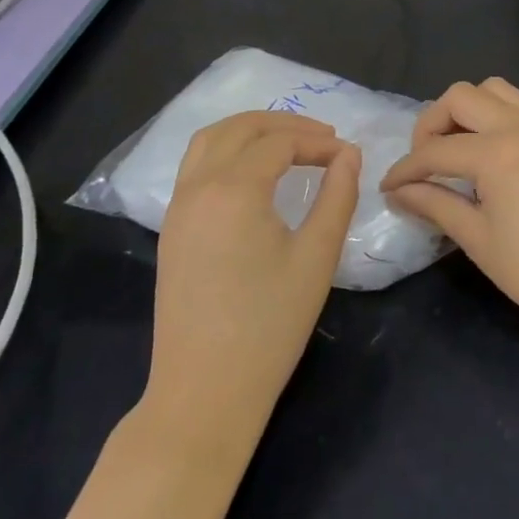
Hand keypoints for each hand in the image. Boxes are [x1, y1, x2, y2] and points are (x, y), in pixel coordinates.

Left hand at [142, 112, 360, 447]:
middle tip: (323, 137)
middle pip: (240, 128)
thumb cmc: (269, 326)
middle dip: (284, 124)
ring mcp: (177, 208)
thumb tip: (348, 153)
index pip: (280, 142)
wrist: (204, 394)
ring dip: (250, 130)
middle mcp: (198, 187)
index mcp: (234, 189)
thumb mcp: (317, 256)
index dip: (318, 142)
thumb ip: (337, 195)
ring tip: (287, 141)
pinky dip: (226, 150)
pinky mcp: (170, 229)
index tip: (347, 156)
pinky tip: (252, 172)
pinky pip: (195, 165)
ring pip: (210, 140)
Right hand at [381, 78, 518, 360]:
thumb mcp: (478, 240)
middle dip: (431, 123)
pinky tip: (489, 155)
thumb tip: (398, 192)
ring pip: (493, 90)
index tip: (388, 188)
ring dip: (466, 111)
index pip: (436, 150)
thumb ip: (435, 204)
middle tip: (424, 162)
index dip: (405, 169)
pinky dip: (494, 117)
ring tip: (455, 151)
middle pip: (461, 96)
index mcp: (498, 153)